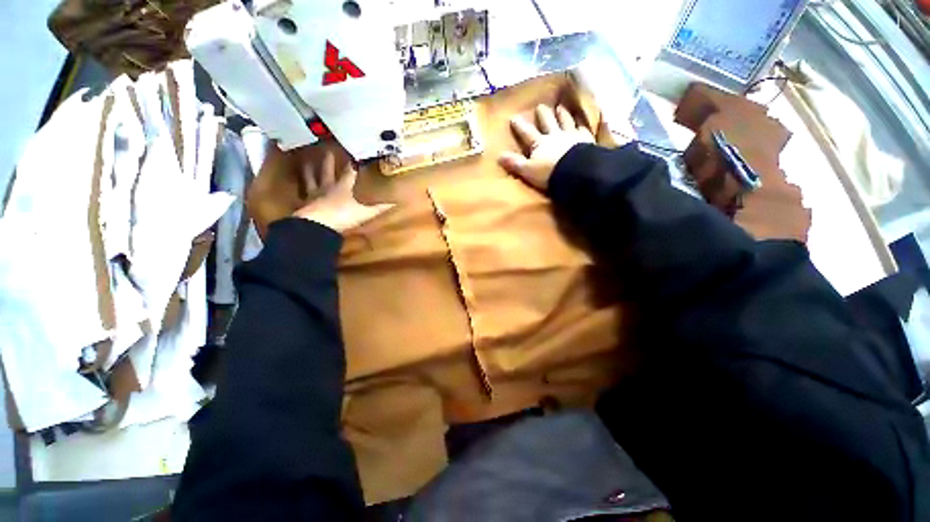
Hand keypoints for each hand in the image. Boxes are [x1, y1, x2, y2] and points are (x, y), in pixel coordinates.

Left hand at [293, 152, 393, 232]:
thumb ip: (378, 208)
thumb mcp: (364, 213)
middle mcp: (326, 187)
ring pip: (310, 179)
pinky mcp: (304, 204)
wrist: (318, 224)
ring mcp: (314, 194)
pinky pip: (301, 193)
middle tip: (327, 151)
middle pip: (327, 171)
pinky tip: (296, 186)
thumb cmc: (343, 215)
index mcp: (342, 187)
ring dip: (308, 170)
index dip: (351, 166)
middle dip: (328, 162)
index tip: (352, 157)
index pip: (348, 173)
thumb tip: (395, 203)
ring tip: (305, 162)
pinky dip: (298, 188)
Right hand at [498, 104, 594, 190]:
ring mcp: (572, 137)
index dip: (520, 126)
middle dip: (543, 115)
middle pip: (548, 123)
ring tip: (561, 108)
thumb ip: (515, 163)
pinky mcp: (586, 142)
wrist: (575, 173)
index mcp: (540, 144)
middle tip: (541, 106)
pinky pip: (585, 130)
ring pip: (567, 122)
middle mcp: (556, 136)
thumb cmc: (549, 173)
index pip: (527, 133)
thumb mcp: (528, 170)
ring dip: (563, 115)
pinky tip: (588, 121)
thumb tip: (499, 156)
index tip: (514, 117)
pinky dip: (585, 125)